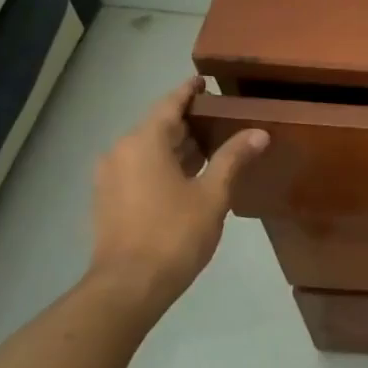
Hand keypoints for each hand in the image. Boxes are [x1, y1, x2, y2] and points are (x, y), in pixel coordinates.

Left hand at [87, 78, 268, 312]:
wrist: (128, 286)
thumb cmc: (173, 233)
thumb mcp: (213, 194)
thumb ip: (233, 158)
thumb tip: (259, 132)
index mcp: (143, 143)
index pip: (169, 104)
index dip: (189, 91)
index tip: (206, 81)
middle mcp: (120, 152)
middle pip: (158, 126)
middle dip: (188, 121)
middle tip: (221, 117)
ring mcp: (110, 178)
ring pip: (148, 149)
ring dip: (177, 146)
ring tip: (211, 146)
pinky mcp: (108, 200)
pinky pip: (139, 168)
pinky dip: (163, 164)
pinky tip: (189, 176)